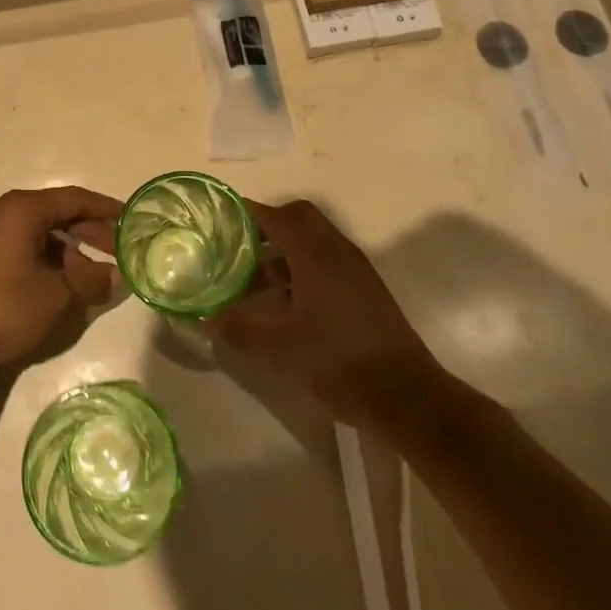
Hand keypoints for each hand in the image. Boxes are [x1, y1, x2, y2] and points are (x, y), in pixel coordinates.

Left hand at [0, 187, 121, 373]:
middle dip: (89, 233)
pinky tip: (52, 284)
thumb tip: (115, 277)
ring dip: (65, 250)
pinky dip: (41, 259)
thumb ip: (89, 281)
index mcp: (22, 209)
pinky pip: (17, 246)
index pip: (75, 199)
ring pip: (35, 233)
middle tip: (117, 251)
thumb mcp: (53, 297)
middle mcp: (0, 211)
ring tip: (87, 276)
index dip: (106, 209)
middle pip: (55, 214)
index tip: (132, 219)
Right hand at [209, 200, 449, 433]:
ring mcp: (355, 269)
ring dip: (283, 251)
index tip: (220, 220)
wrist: (405, 396)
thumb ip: (239, 328)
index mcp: (316, 255)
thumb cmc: (339, 363)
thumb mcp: (280, 349)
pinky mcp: (364, 289)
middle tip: (237, 248)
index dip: (247, 213)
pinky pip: (327, 260)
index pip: (277, 216)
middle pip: (298, 218)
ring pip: (313, 240)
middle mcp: (337, 251)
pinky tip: (285, 303)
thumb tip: (205, 319)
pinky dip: (301, 268)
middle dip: (266, 226)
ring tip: (253, 283)